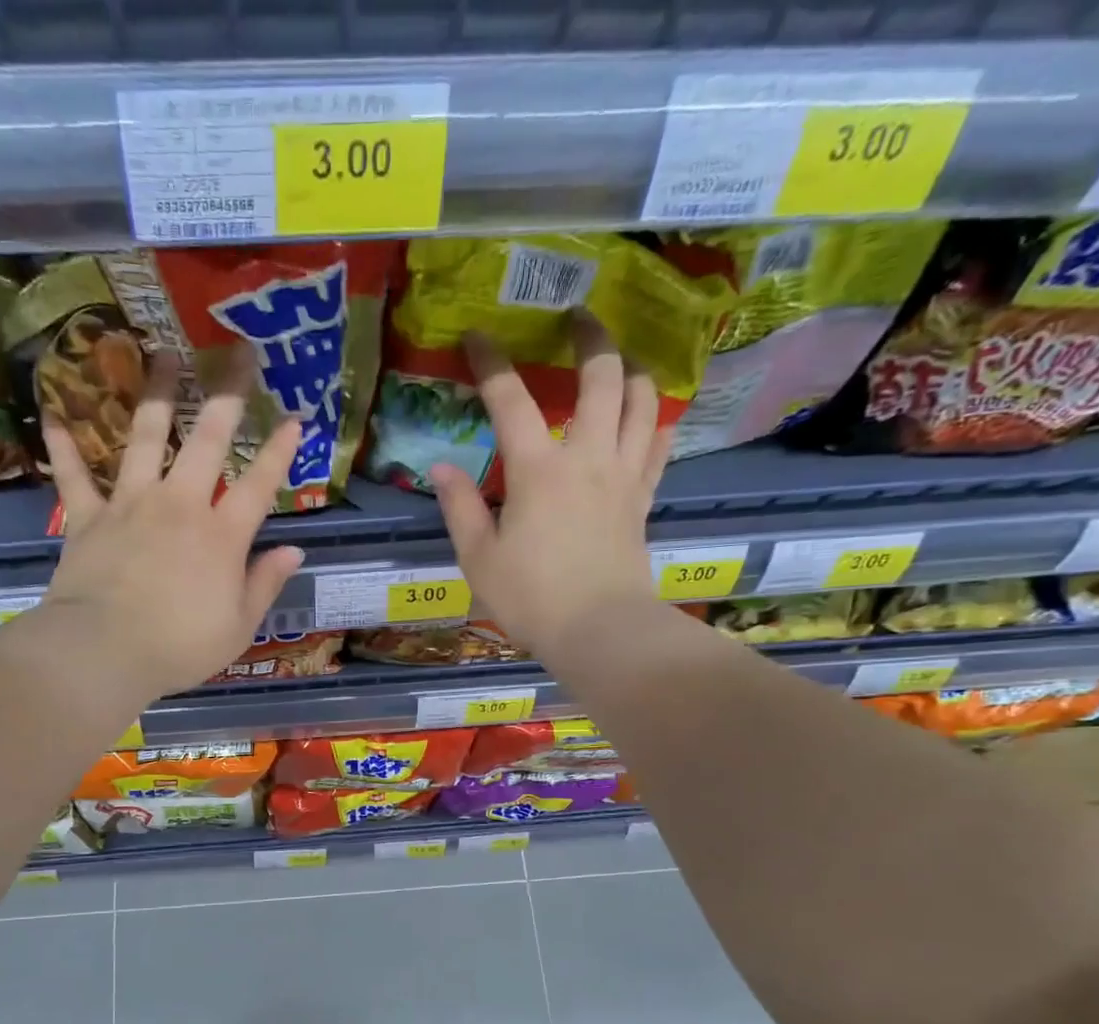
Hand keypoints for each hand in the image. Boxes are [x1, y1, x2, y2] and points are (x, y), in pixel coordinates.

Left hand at [40, 351, 304, 701]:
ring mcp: (130, 505)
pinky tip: (53, 413)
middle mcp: (179, 506)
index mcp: (221, 536)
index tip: (295, 418)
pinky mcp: (87, 517)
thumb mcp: (238, 626)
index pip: (259, 485)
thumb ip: (265, 584)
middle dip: (229, 395)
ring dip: (157, 395)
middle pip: (208, 440)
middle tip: (240, 355)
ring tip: (164, 356)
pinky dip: (64, 446)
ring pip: (144, 437)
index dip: (280, 451)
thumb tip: (294, 550)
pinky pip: (74, 475)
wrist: (104, 651)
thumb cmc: (179, 647)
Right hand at [431, 311, 671, 666]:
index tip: (477, 335)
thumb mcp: (478, 559)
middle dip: (590, 337)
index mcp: (538, 470)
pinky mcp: (644, 498)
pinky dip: (655, 421)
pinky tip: (647, 417)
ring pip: (642, 401)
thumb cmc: (531, 598)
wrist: (599, 631)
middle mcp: (587, 457)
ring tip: (618, 362)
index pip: (511, 400)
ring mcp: (623, 475)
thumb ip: (460, 508)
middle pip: (601, 377)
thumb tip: (441, 469)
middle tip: (578, 317)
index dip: (491, 363)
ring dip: (632, 371)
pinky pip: (658, 446)